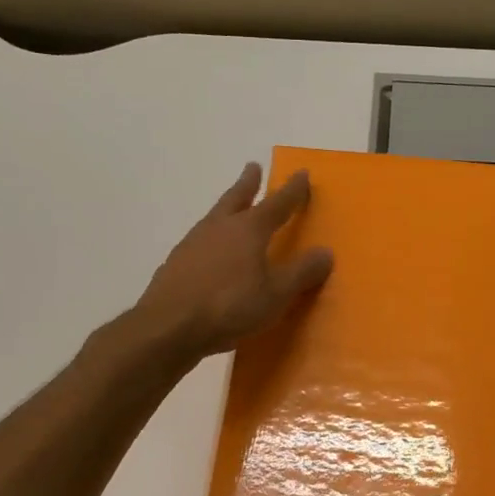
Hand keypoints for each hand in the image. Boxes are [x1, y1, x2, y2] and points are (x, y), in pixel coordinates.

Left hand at [133, 163, 333, 361]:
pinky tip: (211, 253)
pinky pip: (200, 242)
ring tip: (232, 209)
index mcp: (248, 230)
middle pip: (236, 198)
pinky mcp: (176, 264)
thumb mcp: (276, 294)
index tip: (301, 173)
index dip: (292, 190)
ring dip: (227, 208)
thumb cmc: (229, 307)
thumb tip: (326, 252)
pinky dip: (211, 239)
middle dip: (248, 183)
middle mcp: (219, 228)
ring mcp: (193, 244)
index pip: (277, 203)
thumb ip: (301, 273)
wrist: (168, 327)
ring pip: (215, 217)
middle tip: (252, 168)